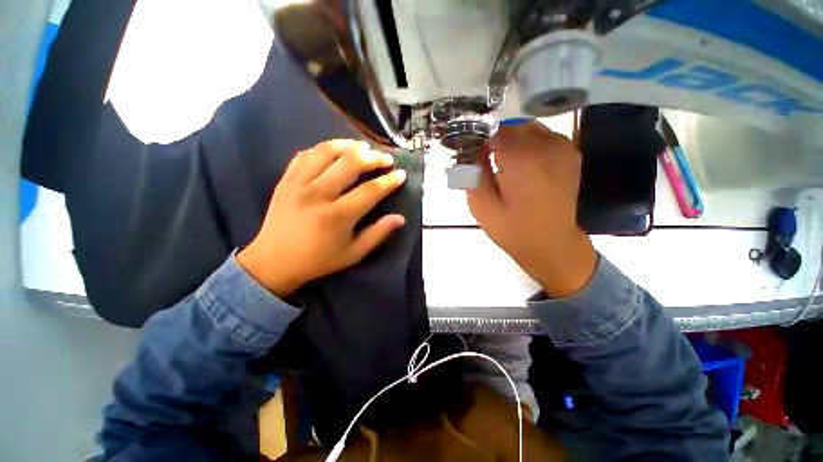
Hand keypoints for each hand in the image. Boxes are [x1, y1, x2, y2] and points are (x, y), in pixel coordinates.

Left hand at [237, 140, 406, 296]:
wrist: (274, 261)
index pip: (370, 190)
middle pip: (350, 163)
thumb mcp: (353, 253)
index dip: (389, 181)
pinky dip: (323, 149)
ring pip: (327, 152)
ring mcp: (298, 184)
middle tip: (385, 159)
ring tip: (363, 147)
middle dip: (373, 157)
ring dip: (349, 145)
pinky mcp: (286, 180)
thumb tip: (400, 218)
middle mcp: (318, 194)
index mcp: (337, 216)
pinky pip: (305, 154)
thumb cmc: (318, 260)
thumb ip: (378, 234)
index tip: (401, 174)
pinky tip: (334, 152)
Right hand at [467, 122, 596, 297]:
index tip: (472, 157)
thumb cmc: (513, 230)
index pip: (494, 131)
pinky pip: (541, 136)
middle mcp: (548, 145)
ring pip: (526, 128)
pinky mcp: (569, 152)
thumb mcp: (481, 206)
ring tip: (503, 166)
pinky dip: (526, 144)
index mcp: (524, 160)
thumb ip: (471, 173)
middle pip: (511, 126)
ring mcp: (563, 146)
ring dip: (510, 141)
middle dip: (494, 140)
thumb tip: (470, 149)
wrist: (551, 243)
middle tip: (485, 163)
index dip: (479, 142)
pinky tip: (521, 166)